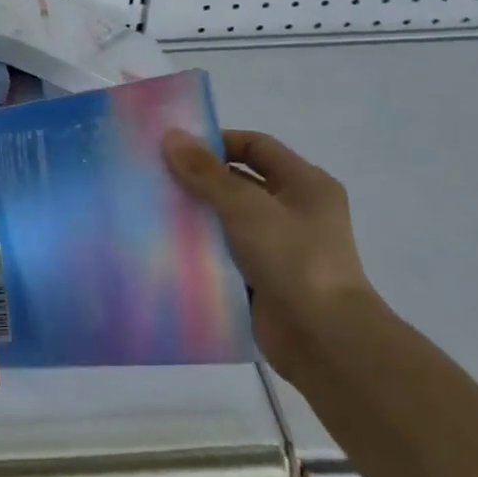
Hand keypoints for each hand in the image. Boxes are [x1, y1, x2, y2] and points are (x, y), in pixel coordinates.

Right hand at [162, 128, 376, 382]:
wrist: (323, 339)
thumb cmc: (293, 259)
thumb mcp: (245, 206)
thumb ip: (206, 173)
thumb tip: (171, 136)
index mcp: (305, 183)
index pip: (256, 146)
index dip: (217, 142)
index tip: (175, 149)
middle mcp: (295, 210)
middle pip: (240, 181)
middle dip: (200, 179)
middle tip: (156, 177)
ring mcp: (280, 246)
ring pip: (229, 218)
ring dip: (197, 214)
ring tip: (154, 209)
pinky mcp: (264, 277)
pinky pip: (226, 252)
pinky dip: (202, 247)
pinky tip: (168, 244)